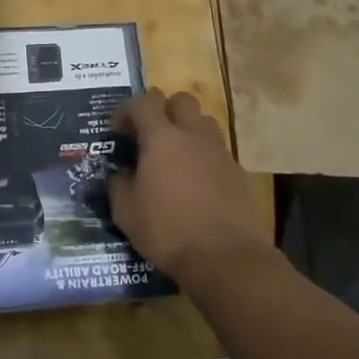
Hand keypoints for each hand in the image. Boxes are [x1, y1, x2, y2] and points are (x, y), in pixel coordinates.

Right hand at [107, 89, 272, 288]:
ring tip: (177, 157)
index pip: (144, 101)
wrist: (226, 258)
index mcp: (161, 138)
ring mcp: (220, 153)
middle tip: (152, 136)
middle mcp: (193, 136)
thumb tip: (121, 175)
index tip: (119, 132)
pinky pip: (219, 152)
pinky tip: (198, 185)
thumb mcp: (126, 213)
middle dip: (165, 110)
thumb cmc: (168, 231)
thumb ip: (119, 185)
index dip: (128, 110)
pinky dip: (206, 159)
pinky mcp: (239, 173)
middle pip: (182, 100)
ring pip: (205, 122)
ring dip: (189, 131)